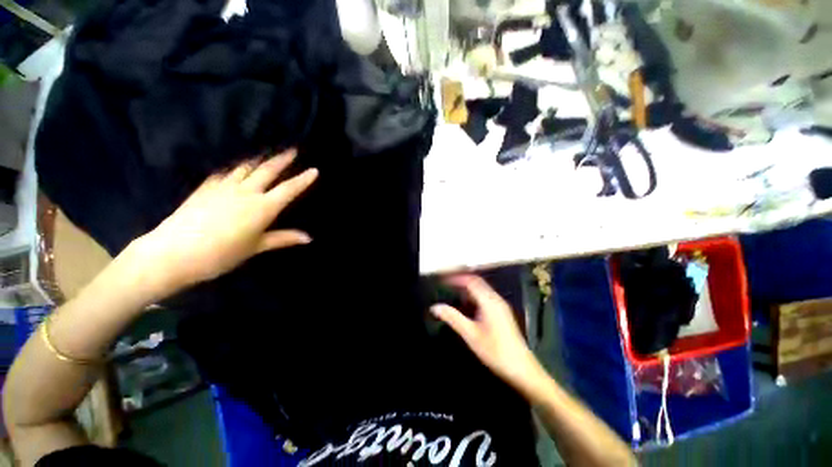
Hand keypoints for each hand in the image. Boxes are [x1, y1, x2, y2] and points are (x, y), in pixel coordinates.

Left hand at [131, 149, 317, 295]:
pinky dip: (234, 168)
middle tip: (292, 149)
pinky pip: (224, 173)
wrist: (173, 253)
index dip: (303, 179)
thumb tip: (309, 238)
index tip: (314, 170)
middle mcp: (246, 192)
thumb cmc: (221, 254)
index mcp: (262, 207)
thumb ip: (283, 239)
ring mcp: (223, 187)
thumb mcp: (256, 247)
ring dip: (259, 159)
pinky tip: (235, 167)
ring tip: (266, 153)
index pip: (288, 189)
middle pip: (268, 171)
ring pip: (245, 167)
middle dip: (282, 160)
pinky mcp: (205, 188)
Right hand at [431, 274, 545, 395]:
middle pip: (476, 282)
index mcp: (489, 301)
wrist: (521, 368)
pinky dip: (473, 296)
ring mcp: (500, 305)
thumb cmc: (495, 351)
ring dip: (466, 289)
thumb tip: (435, 307)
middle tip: (445, 284)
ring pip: (481, 290)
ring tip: (452, 292)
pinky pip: (485, 297)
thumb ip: (453, 318)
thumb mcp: (471, 334)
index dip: (456, 278)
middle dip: (460, 281)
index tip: (442, 279)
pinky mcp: (502, 313)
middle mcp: (496, 299)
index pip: (471, 281)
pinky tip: (465, 305)